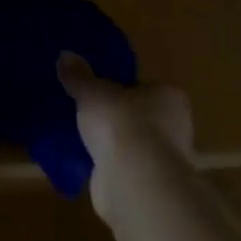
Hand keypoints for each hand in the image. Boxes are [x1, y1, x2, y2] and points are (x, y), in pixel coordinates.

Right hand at [58, 52, 194, 224]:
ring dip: (112, 144)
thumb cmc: (121, 122)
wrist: (134, 179)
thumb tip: (65, 55)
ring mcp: (163, 160)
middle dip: (116, 117)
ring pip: (132, 145)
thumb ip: (79, 76)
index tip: (98, 91)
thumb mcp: (92, 91)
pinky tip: (86, 163)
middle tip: (86, 113)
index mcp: (169, 97)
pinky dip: (108, 166)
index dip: (121, 88)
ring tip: (81, 137)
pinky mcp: (148, 186)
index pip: (144, 87)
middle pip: (139, 116)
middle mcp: (175, 127)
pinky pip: (123, 168)